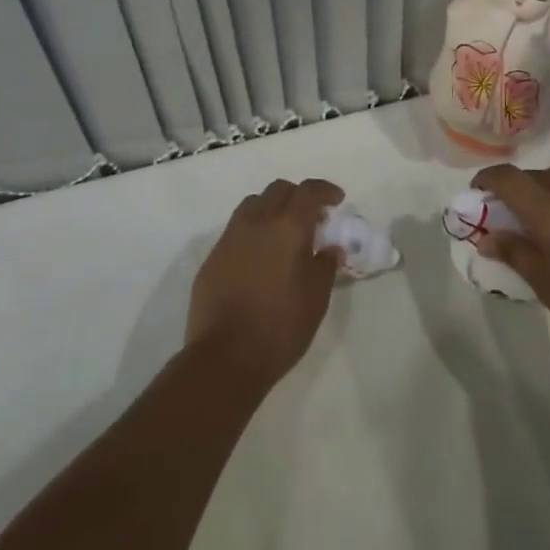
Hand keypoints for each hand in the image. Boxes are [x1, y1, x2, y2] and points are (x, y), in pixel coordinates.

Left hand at [186, 178, 343, 390]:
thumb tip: (329, 247)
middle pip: (279, 190)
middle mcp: (257, 222)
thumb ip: (325, 265)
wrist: (224, 359)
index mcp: (288, 227)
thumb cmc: (279, 328)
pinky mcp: (212, 257)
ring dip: (272, 208)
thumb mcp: (316, 299)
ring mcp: (230, 237)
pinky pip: (236, 229)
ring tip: (282, 233)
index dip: (325, 190)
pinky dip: (253, 231)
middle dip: (298, 196)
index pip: (309, 191)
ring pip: (254, 204)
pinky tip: (259, 258)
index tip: (337, 200)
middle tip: (311, 217)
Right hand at [472, 163, 549, 365]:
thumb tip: (488, 237)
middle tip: (506, 215)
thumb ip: (514, 252)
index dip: (488, 179)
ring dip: (543, 185)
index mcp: (547, 208)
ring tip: (540, 212)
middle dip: (515, 188)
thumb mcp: (544, 283)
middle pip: (534, 175)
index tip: (477, 193)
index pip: (509, 178)